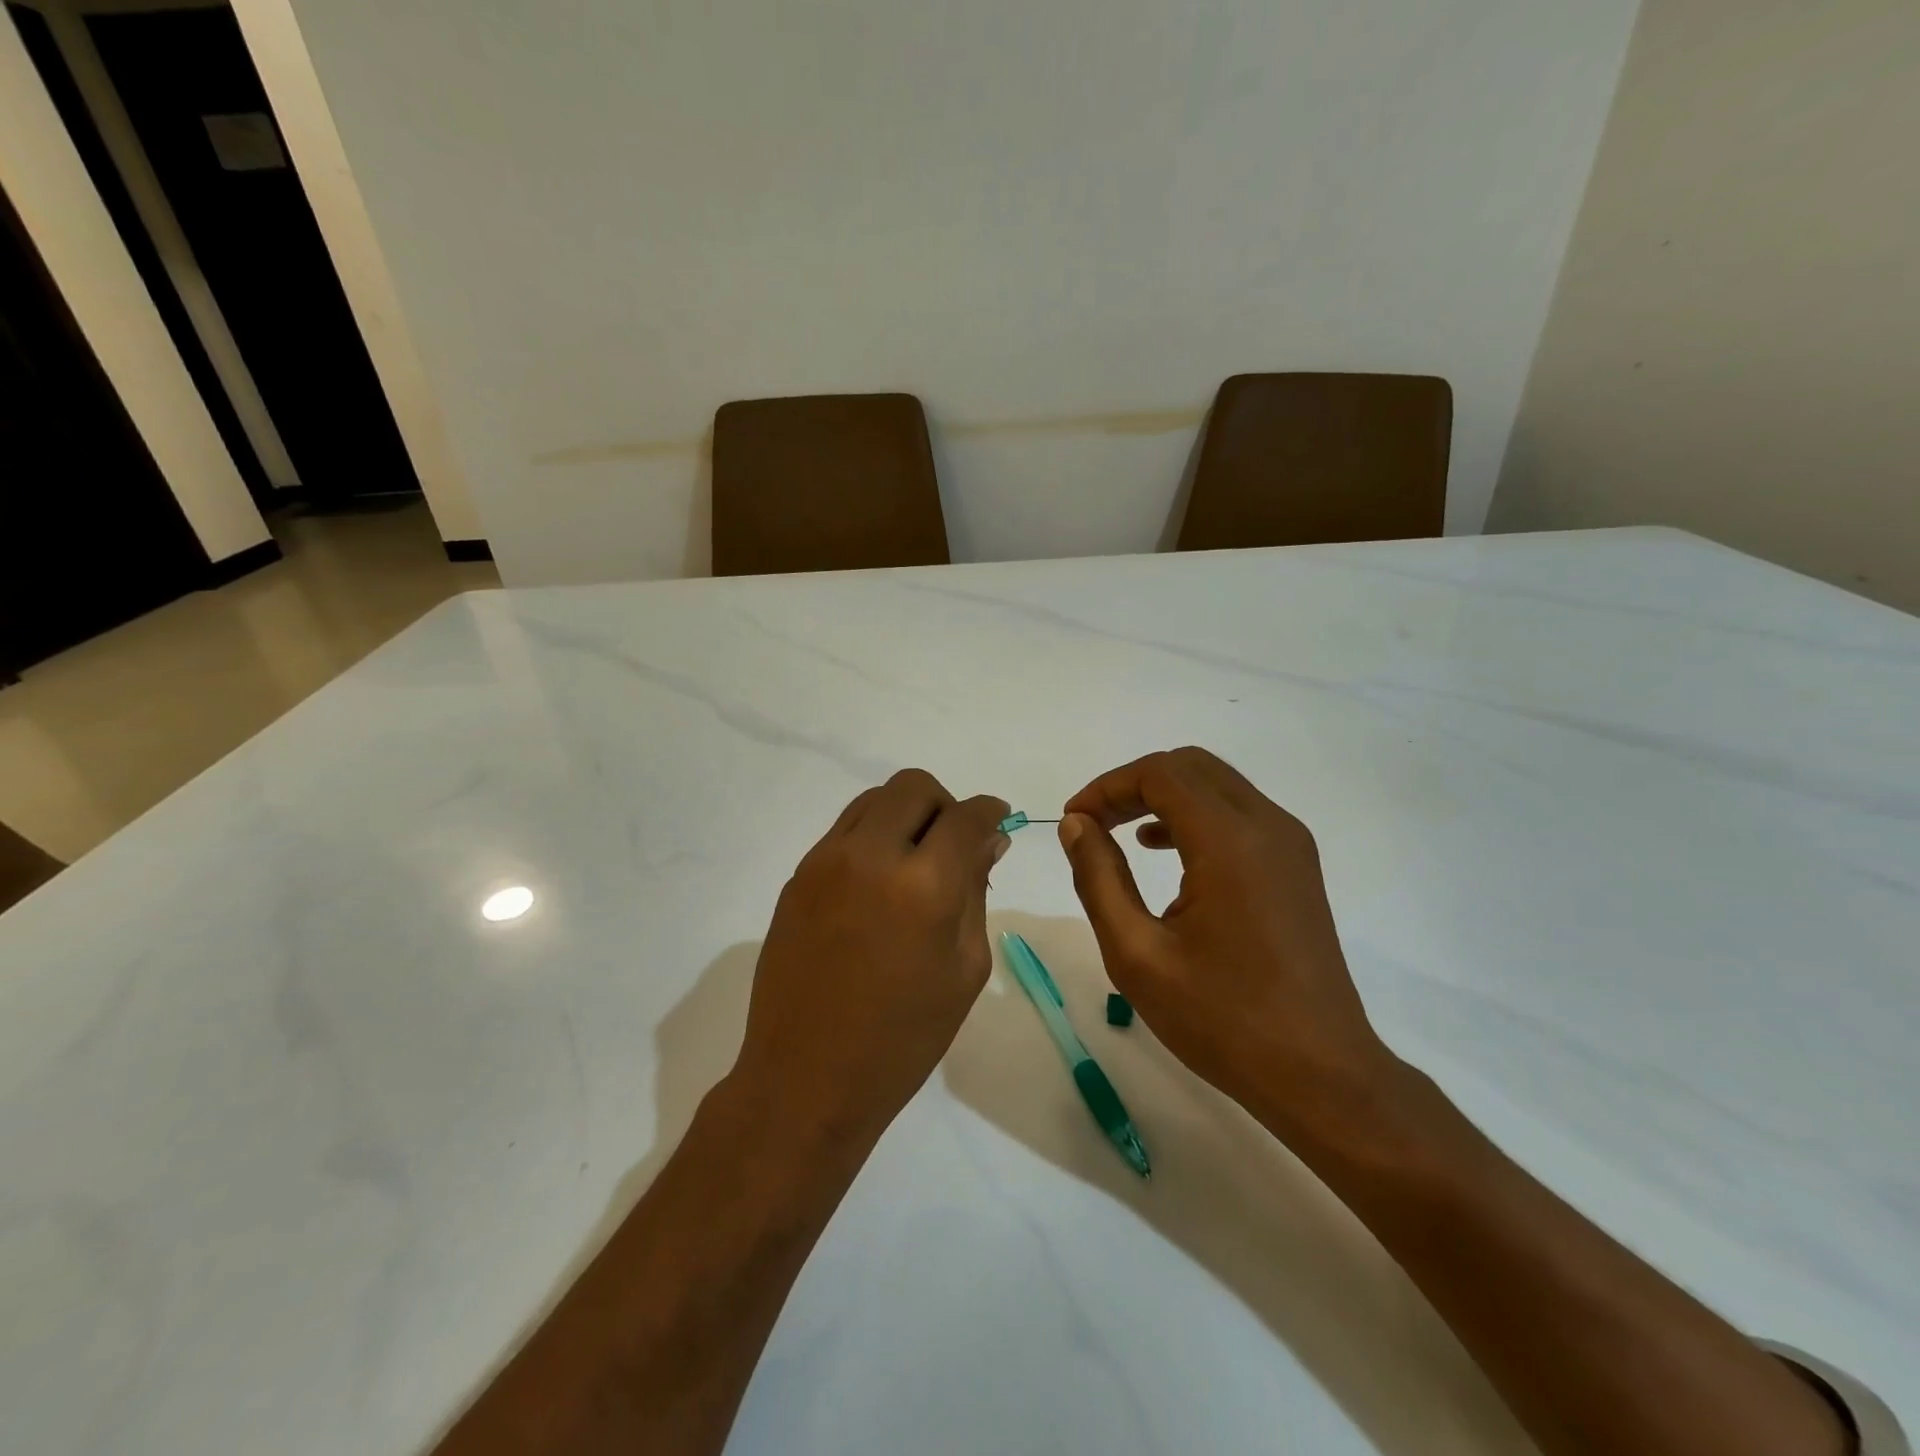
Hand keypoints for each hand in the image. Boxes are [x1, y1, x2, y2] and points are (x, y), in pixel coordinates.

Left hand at [731, 770, 1010, 1151]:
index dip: (990, 810)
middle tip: (953, 845)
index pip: (965, 816)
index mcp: (923, 886)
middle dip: (945, 805)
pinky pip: (844, 830)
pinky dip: (872, 837)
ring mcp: (826, 862)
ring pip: (874, 799)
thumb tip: (988, 841)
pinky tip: (877, 884)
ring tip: (914, 862)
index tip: (998, 821)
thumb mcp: (964, 969)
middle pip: (914, 786)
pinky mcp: (798, 876)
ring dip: (904, 815)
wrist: (807, 1078)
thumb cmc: (903, 1038)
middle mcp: (870, 856)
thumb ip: (976, 892)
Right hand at [1058, 747, 1395, 1140]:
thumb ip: (1098, 878)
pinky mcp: (1296, 865)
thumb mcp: (1137, 953)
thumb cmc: (1222, 1019)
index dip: (1107, 786)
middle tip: (1092, 822)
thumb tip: (1076, 825)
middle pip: (1190, 767)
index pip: (1160, 774)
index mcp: (1230, 842)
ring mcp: (1289, 844)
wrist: (1321, 1075)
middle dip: (1133, 785)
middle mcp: (1267, 826)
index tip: (1074, 820)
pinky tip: (1163, 851)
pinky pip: (1238, 814)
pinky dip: (1193, 816)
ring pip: (1216, 786)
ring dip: (1163, 797)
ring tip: (1118, 833)